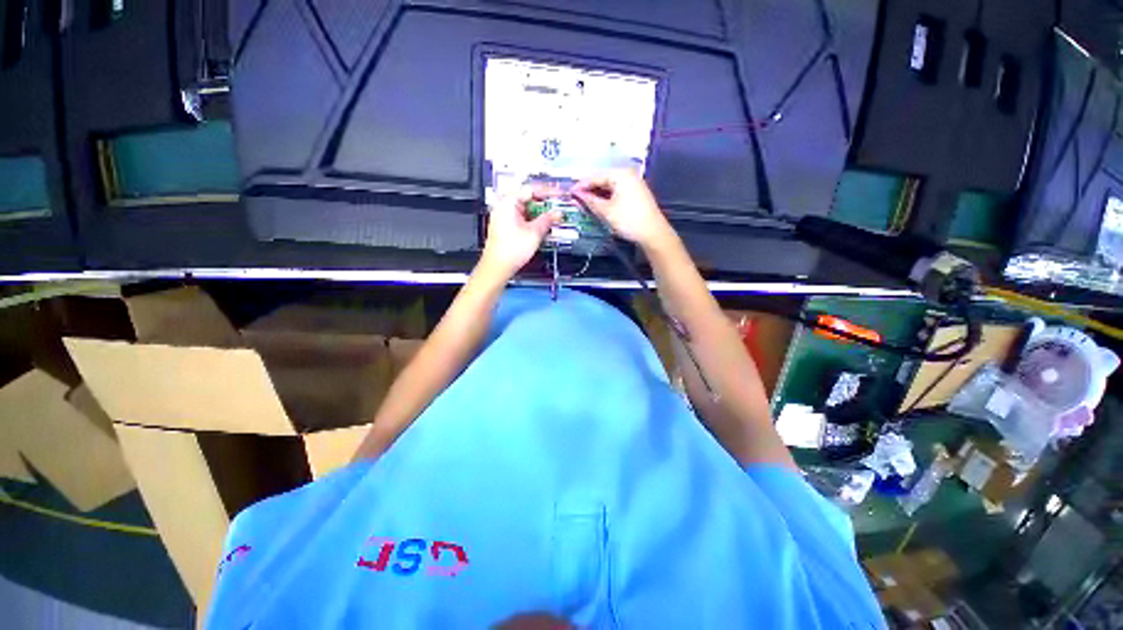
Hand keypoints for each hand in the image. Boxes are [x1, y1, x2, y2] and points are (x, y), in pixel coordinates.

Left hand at [479, 187, 561, 278]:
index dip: (548, 192)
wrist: (498, 267)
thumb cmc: (508, 252)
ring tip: (553, 218)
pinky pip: (523, 217)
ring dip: (540, 213)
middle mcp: (504, 206)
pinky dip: (533, 220)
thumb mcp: (535, 233)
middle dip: (545, 203)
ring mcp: (504, 216)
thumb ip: (548, 220)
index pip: (531, 189)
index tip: (559, 194)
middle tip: (558, 207)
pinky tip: (543, 226)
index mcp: (508, 202)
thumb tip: (557, 213)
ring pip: (526, 208)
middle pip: (529, 198)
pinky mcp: (506, 226)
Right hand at [571, 170, 673, 249]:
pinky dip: (606, 198)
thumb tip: (577, 195)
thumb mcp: (606, 211)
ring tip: (585, 203)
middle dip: (589, 190)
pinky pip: (616, 192)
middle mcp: (628, 175)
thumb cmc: (629, 220)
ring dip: (597, 194)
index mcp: (620, 174)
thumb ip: (590, 201)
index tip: (570, 193)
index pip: (595, 176)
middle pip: (603, 179)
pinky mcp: (635, 194)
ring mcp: (633, 184)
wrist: (653, 233)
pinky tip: (599, 205)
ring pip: (609, 186)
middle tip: (576, 199)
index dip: (581, 185)